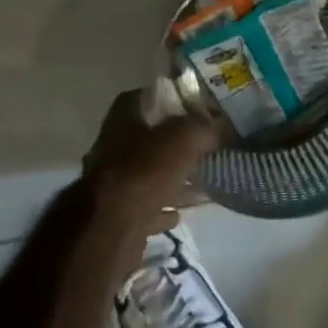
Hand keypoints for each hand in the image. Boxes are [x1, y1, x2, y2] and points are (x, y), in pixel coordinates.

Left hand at [83, 88, 216, 235]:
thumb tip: (218, 129)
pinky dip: (160, 208)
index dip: (168, 101)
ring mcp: (109, 182)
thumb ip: (203, 129)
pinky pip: (143, 206)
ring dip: (170, 179)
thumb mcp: (185, 140)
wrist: (110, 228)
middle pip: (147, 138)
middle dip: (174, 144)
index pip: (143, 98)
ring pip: (146, 174)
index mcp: (122, 119)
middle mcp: (111, 146)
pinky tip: (178, 213)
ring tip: (198, 183)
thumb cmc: (146, 171)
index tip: (193, 109)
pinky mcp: (113, 214)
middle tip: (202, 148)